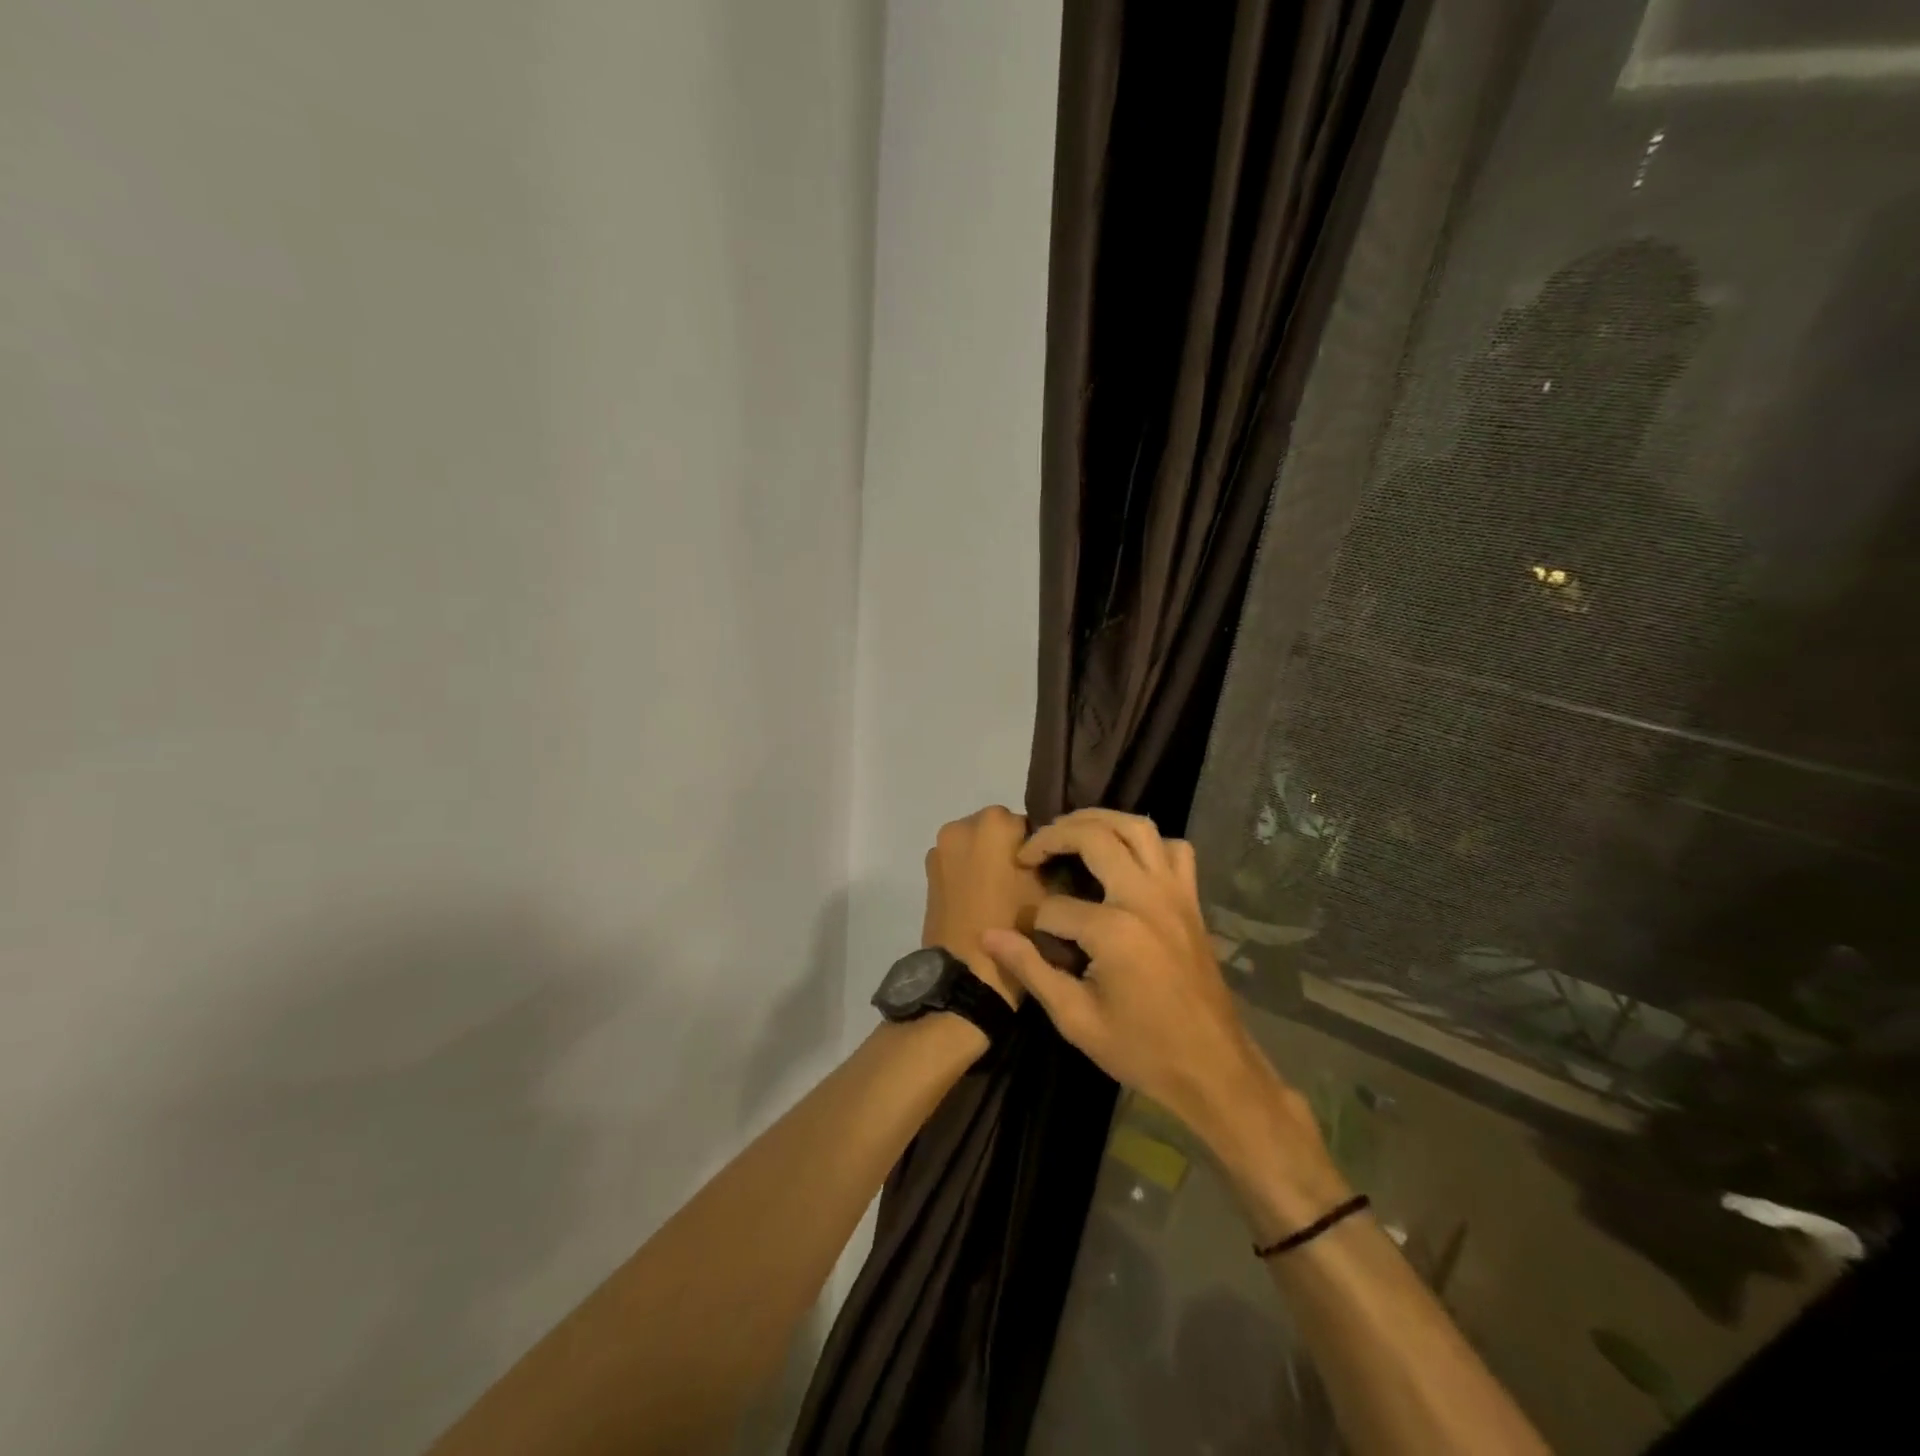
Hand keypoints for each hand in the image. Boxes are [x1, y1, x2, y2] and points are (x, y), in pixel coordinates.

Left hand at [921, 806, 1043, 1007]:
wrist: (967, 974)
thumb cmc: (1015, 928)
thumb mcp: (1051, 892)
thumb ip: (1053, 860)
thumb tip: (1052, 854)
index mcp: (994, 823)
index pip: (1029, 824)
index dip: (1040, 849)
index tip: (1047, 873)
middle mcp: (961, 826)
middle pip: (998, 829)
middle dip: (1011, 849)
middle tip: (1026, 883)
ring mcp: (940, 849)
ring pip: (976, 845)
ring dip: (988, 859)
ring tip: (1004, 894)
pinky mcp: (928, 872)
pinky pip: (958, 862)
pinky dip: (970, 872)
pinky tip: (983, 900)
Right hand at [980, 811, 1334, 1202]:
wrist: (1213, 1068)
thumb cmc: (1141, 1050)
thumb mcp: (1075, 1019)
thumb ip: (1030, 969)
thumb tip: (988, 935)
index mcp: (1114, 930)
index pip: (1055, 907)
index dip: (1034, 923)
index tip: (1026, 940)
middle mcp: (1145, 897)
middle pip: (1094, 836)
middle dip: (1054, 836)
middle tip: (1030, 851)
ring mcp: (1174, 893)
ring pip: (1137, 827)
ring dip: (1099, 820)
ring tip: (1070, 832)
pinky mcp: (1191, 899)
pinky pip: (1174, 850)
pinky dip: (1148, 842)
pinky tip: (1127, 857)